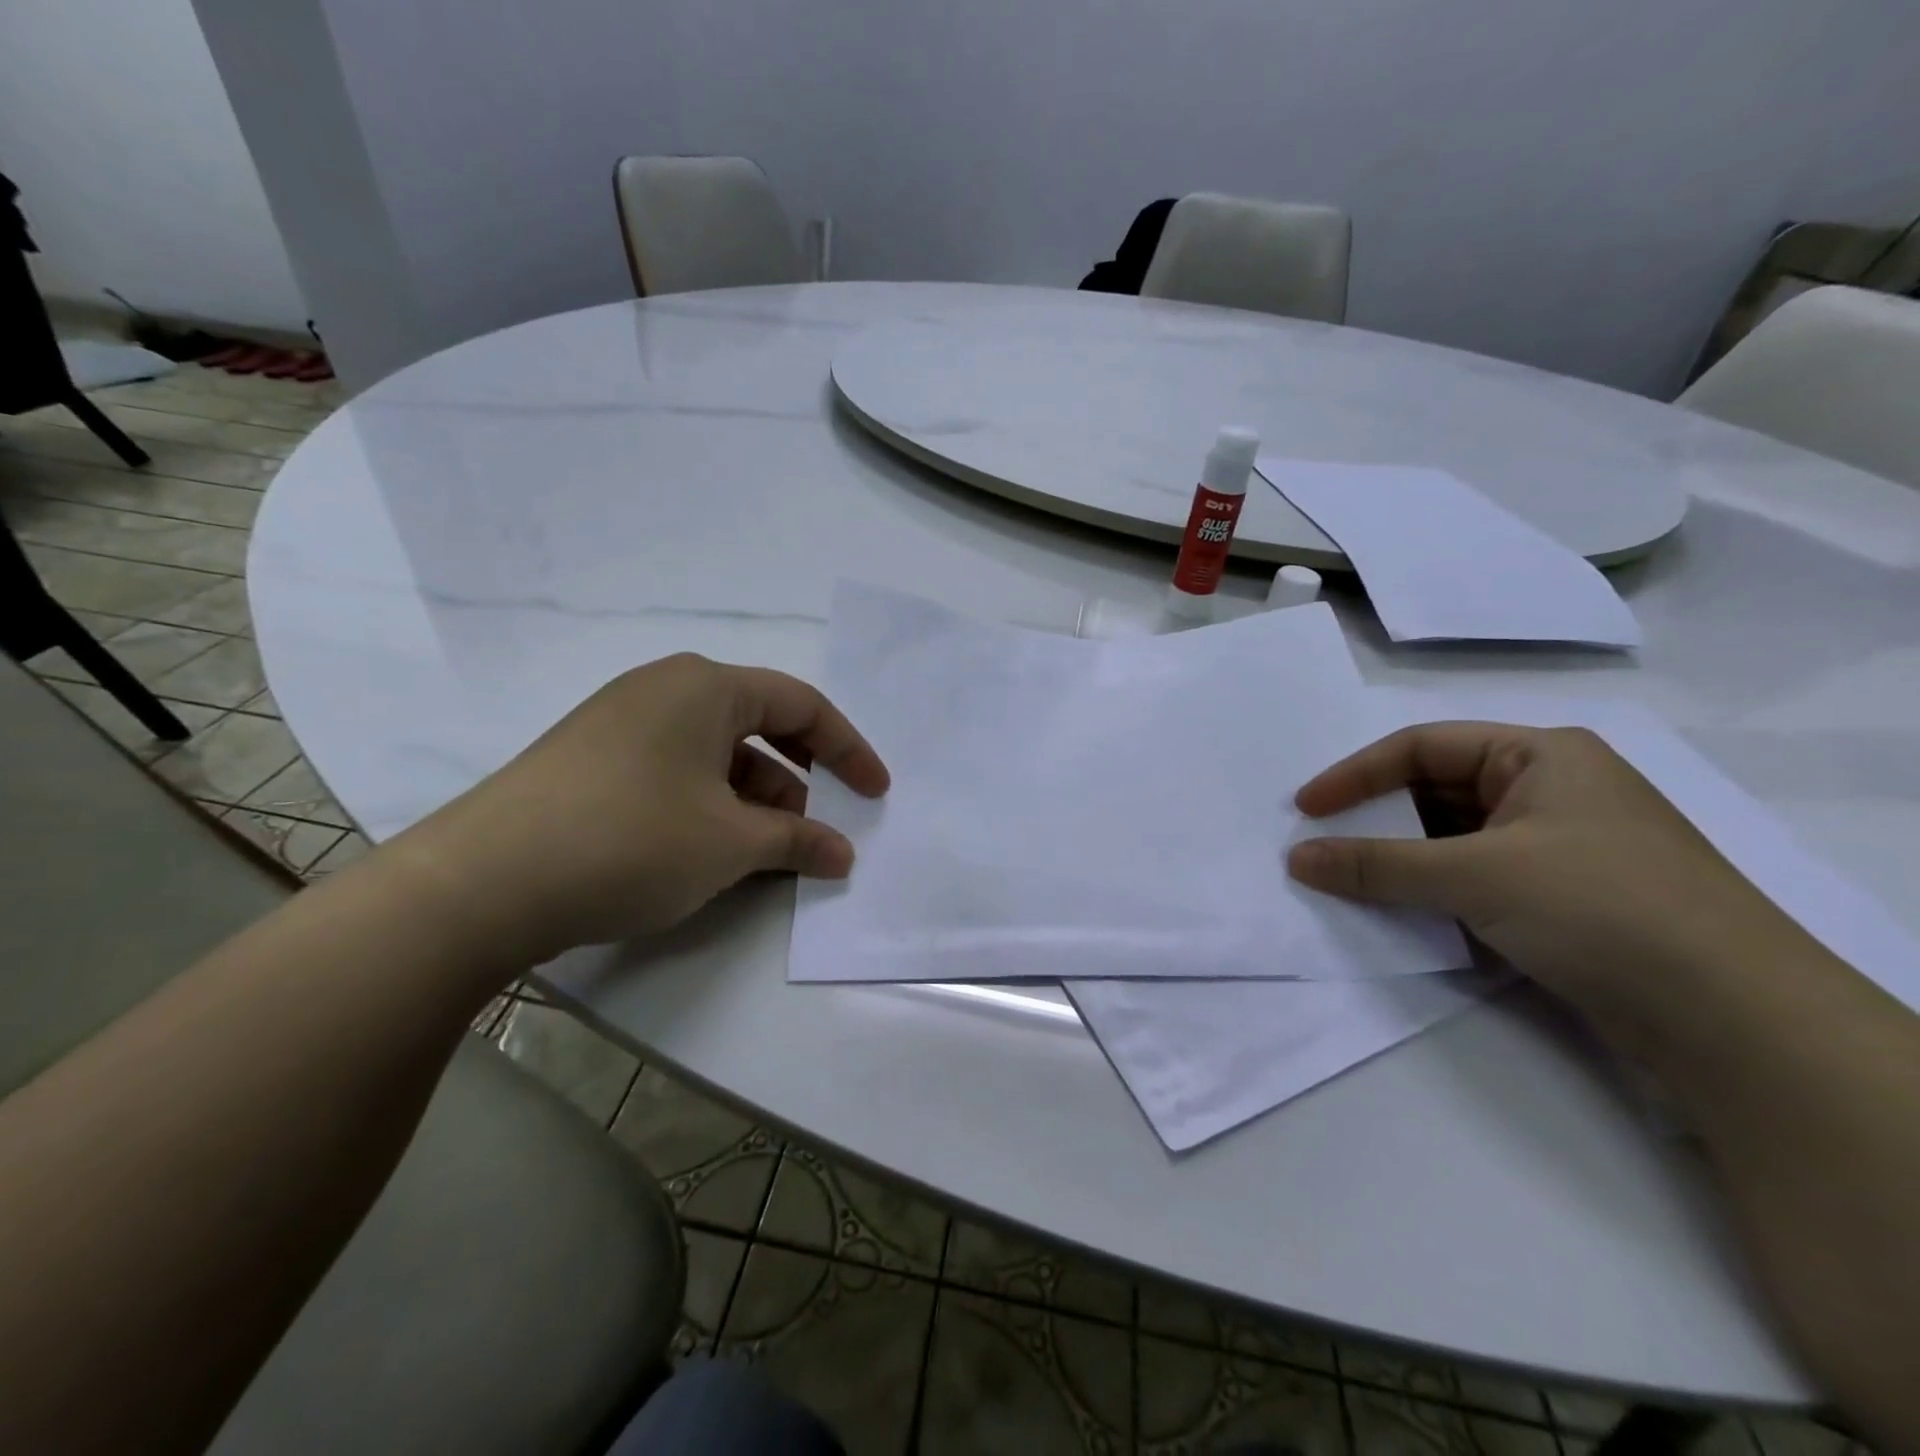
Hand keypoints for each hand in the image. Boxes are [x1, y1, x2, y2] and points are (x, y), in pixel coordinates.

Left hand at [399, 654, 888, 964]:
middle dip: (799, 780)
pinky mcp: (593, 761)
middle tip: (815, 830)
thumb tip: (842, 855)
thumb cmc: (631, 840)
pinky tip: (710, 852)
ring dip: (754, 800)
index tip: (876, 794)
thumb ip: (798, 842)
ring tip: (763, 854)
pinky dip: (711, 806)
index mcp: (705, 686)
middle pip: (759, 726)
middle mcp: (664, 690)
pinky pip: (677, 771)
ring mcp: (622, 723)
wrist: (480, 884)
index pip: (801, 705)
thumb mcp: (731, 843)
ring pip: (716, 754)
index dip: (848, 750)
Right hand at [1286, 722, 1813, 1034]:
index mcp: (1541, 755)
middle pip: (1434, 791)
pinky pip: (1471, 879)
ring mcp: (1556, 848)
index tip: (1305, 810)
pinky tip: (1397, 910)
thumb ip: (1378, 865)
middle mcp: (1549, 791)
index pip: (1421, 747)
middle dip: (1374, 818)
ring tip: (1346, 879)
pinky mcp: (1559, 900)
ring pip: (1451, 839)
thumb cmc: (1602, 908)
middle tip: (1319, 845)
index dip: (1355, 775)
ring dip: (1398, 858)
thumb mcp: (1476, 876)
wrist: (1736, 1022)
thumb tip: (1297, 858)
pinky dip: (1429, 890)